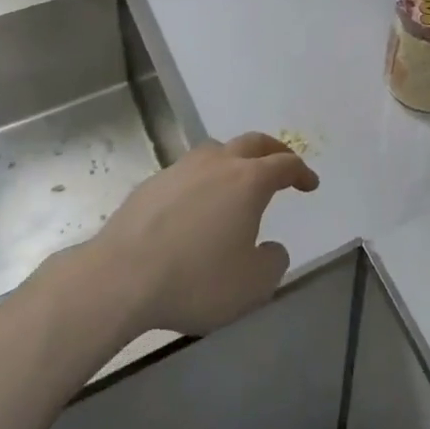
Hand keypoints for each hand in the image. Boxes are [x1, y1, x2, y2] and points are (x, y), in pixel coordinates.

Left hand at [56, 133, 319, 337]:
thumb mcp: (252, 285)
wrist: (119, 279)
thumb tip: (270, 248)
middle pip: (253, 143)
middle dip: (273, 151)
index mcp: (249, 181)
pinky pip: (186, 173)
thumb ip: (272, 262)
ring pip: (216, 151)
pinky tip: (194, 206)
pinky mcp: (150, 185)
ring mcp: (181, 170)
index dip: (302, 172)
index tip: (310, 184)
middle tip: (282, 163)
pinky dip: (201, 181)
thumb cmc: (196, 279)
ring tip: (236, 180)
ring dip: (234, 159)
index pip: (285, 164)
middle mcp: (218, 164)